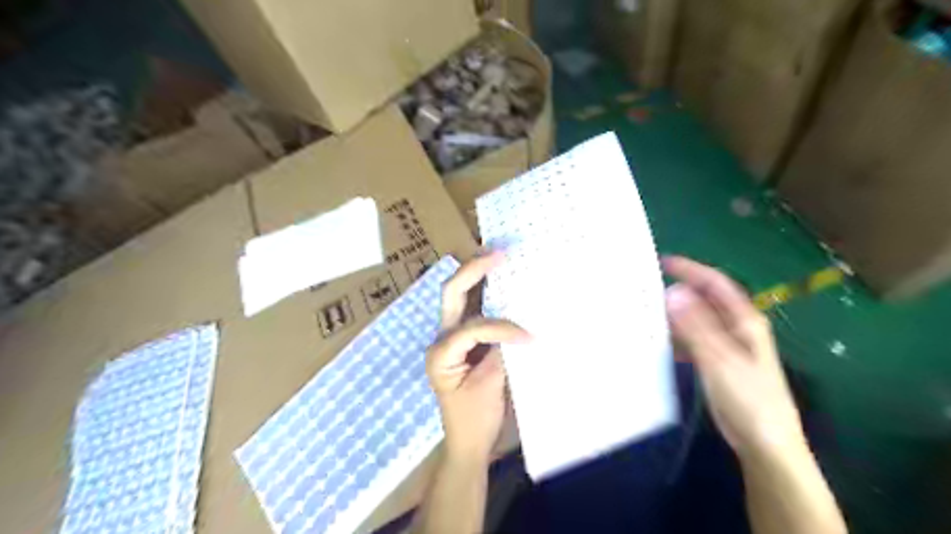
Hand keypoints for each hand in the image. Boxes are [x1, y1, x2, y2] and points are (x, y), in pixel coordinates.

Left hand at [426, 251, 530, 462]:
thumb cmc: (475, 419)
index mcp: (440, 353)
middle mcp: (441, 339)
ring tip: (497, 257)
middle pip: (451, 294)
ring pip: (459, 297)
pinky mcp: (464, 342)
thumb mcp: (490, 387)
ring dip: (477, 275)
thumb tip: (518, 327)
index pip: (473, 327)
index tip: (531, 339)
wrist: (467, 443)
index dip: (503, 328)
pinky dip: (486, 295)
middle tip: (498, 253)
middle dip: (473, 270)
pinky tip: (500, 282)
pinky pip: (473, 310)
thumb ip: (500, 352)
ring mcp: (450, 338)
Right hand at [664, 257, 803, 460]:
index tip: (661, 261)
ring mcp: (727, 346)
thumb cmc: (749, 399)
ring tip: (646, 310)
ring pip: (697, 320)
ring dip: (675, 313)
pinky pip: (693, 339)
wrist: (765, 444)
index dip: (691, 269)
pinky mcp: (718, 362)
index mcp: (744, 321)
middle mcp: (736, 328)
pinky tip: (659, 340)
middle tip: (646, 286)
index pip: (715, 284)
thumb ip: (696, 326)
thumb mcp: (720, 359)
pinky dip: (677, 335)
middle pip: (705, 299)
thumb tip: (672, 292)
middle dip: (679, 290)